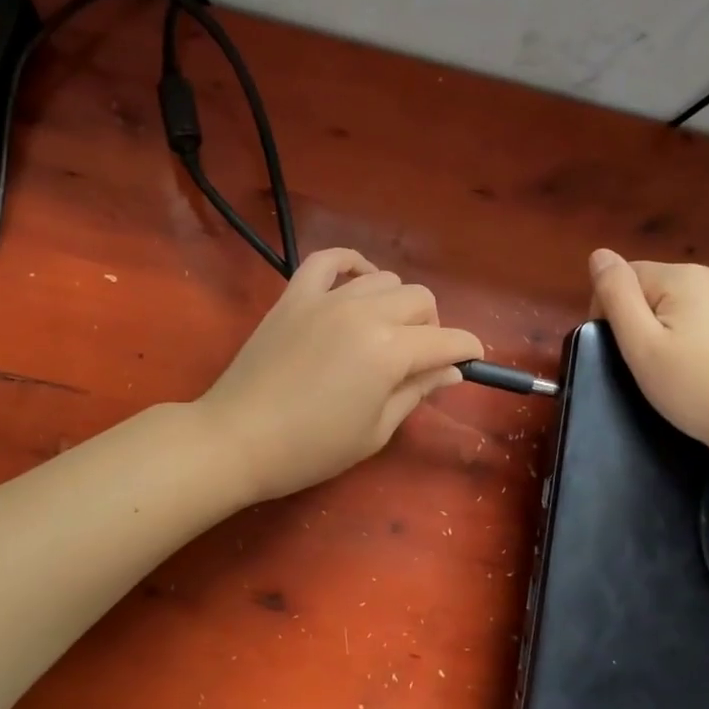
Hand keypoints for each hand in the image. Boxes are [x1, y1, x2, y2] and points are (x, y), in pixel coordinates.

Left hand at [199, 249, 483, 501]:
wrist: (237, 439)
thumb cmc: (310, 448)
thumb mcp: (375, 431)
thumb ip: (417, 392)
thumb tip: (451, 370)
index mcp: (389, 351)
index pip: (447, 339)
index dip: (467, 349)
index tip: (472, 360)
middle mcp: (364, 313)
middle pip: (420, 300)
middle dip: (432, 326)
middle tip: (418, 358)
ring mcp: (326, 299)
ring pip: (382, 279)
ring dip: (395, 303)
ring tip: (383, 332)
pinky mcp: (294, 296)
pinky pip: (328, 259)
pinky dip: (350, 263)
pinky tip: (357, 281)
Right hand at [588, 249, 708, 466]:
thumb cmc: (698, 388)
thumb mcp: (641, 345)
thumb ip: (616, 294)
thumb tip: (600, 254)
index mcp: (684, 276)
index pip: (626, 277)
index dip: (612, 312)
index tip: (622, 351)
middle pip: (657, 287)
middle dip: (646, 320)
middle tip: (652, 366)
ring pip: (688, 303)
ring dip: (675, 327)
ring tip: (683, 370)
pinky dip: (706, 336)